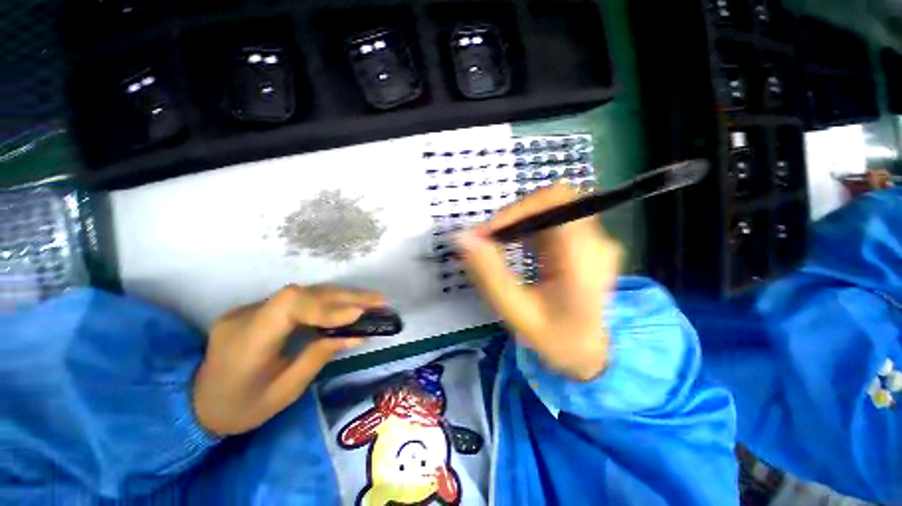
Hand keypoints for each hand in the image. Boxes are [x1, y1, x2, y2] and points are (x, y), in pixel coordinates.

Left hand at [193, 285, 385, 435]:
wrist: (196, 403)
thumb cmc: (241, 408)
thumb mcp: (284, 392)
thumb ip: (318, 356)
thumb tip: (355, 334)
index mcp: (246, 343)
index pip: (288, 307)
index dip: (327, 306)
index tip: (358, 315)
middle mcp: (246, 317)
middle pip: (302, 294)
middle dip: (345, 297)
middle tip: (378, 301)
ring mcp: (250, 308)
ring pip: (304, 293)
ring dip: (341, 296)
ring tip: (372, 300)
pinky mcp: (259, 308)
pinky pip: (298, 300)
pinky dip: (328, 301)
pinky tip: (348, 304)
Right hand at [456, 184, 621, 380]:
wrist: (594, 353)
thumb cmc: (558, 339)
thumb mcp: (518, 312)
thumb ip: (489, 274)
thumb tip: (462, 238)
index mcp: (584, 256)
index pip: (553, 202)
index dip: (515, 210)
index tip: (485, 234)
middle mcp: (595, 239)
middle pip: (551, 201)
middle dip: (514, 215)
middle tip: (488, 239)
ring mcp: (592, 239)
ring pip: (549, 209)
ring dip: (518, 221)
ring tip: (496, 244)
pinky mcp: (583, 242)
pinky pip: (551, 221)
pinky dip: (526, 228)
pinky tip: (514, 246)